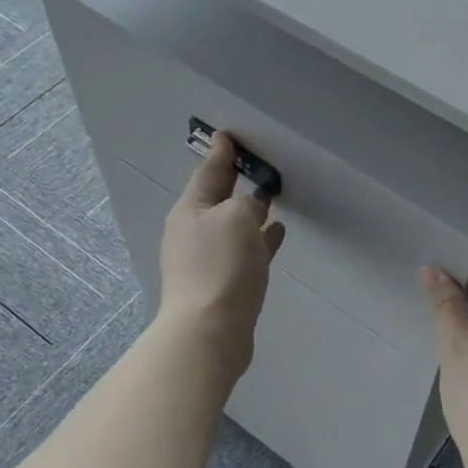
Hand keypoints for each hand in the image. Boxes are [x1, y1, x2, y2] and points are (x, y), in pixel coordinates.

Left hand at [159, 132, 285, 382]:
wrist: (210, 331)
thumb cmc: (221, 265)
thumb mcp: (237, 218)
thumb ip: (246, 203)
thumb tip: (250, 207)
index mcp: (191, 210)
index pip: (208, 172)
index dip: (221, 153)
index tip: (228, 136)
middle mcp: (194, 233)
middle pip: (218, 199)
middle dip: (235, 182)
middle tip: (254, 163)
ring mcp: (207, 260)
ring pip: (233, 226)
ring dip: (251, 212)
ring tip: (272, 198)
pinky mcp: (223, 284)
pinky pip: (244, 251)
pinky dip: (259, 239)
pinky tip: (277, 232)